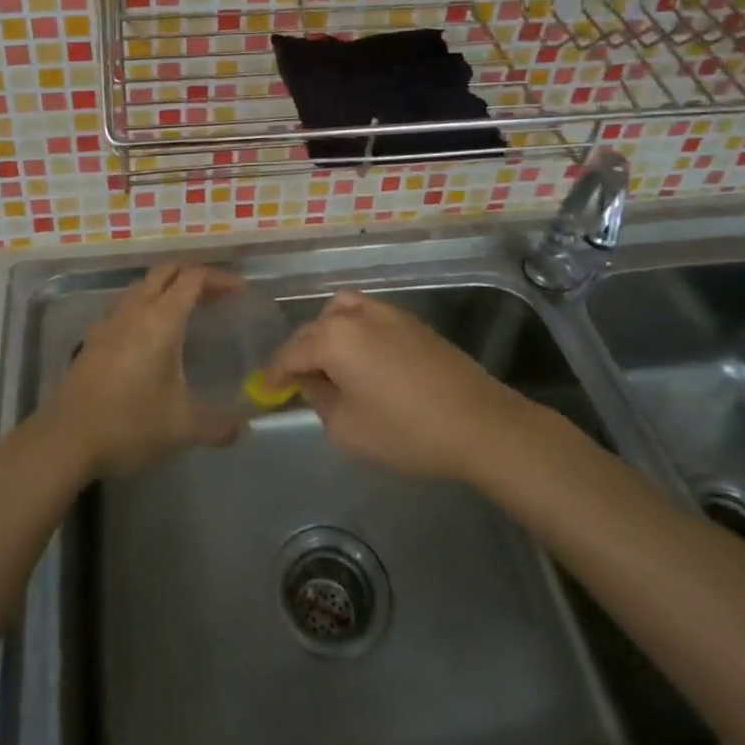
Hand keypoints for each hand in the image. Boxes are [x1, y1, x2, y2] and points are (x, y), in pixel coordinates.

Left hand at [45, 263, 243, 477]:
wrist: (65, 439)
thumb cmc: (129, 424)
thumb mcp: (182, 428)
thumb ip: (218, 426)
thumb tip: (243, 429)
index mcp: (161, 320)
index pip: (193, 278)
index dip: (219, 278)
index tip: (239, 291)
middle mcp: (135, 310)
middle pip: (166, 271)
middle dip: (194, 276)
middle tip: (216, 297)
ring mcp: (110, 321)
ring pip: (143, 285)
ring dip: (168, 288)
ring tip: (188, 312)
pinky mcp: (93, 336)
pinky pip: (126, 304)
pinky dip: (146, 304)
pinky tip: (150, 335)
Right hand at [266, 290, 526, 480]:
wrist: (479, 423)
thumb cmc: (406, 431)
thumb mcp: (347, 428)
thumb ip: (319, 400)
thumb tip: (312, 382)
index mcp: (333, 338)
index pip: (291, 352)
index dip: (275, 373)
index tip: (265, 389)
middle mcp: (355, 314)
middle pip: (313, 329)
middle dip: (299, 353)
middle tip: (295, 382)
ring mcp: (385, 312)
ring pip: (340, 313)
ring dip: (326, 334)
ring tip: (329, 365)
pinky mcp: (410, 320)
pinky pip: (366, 316)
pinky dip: (352, 330)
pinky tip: (362, 359)